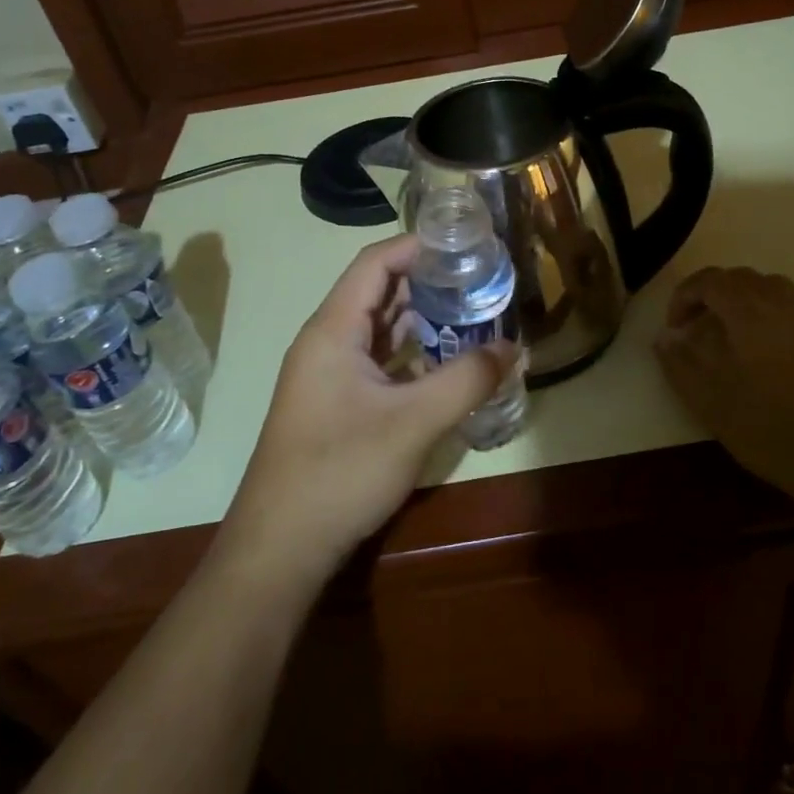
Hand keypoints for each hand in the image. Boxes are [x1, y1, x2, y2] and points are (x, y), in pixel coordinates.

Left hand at [223, 234, 512, 583]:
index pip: (375, 263)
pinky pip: (379, 360)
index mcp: (333, 330)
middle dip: (429, 282)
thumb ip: (466, 380)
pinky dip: (412, 352)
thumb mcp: (413, 422)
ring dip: (423, 318)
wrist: (280, 549)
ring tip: (474, 314)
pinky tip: (447, 362)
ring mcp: (329, 375)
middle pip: (379, 292)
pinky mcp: (336, 403)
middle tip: (481, 280)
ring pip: (380, 329)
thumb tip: (513, 347)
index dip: (417, 246)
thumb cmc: (340, 472)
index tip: (465, 245)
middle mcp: (327, 342)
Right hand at [653, 267, 793, 490]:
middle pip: (739, 278)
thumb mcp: (712, 402)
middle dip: (709, 295)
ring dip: (737, 299)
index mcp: (750, 313)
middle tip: (693, 330)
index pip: (711, 281)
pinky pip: (786, 305)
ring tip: (723, 334)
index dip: (685, 296)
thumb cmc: (770, 430)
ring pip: (766, 287)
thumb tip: (665, 338)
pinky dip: (762, 310)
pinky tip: (755, 349)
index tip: (674, 328)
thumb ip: (681, 365)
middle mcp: (781, 305)